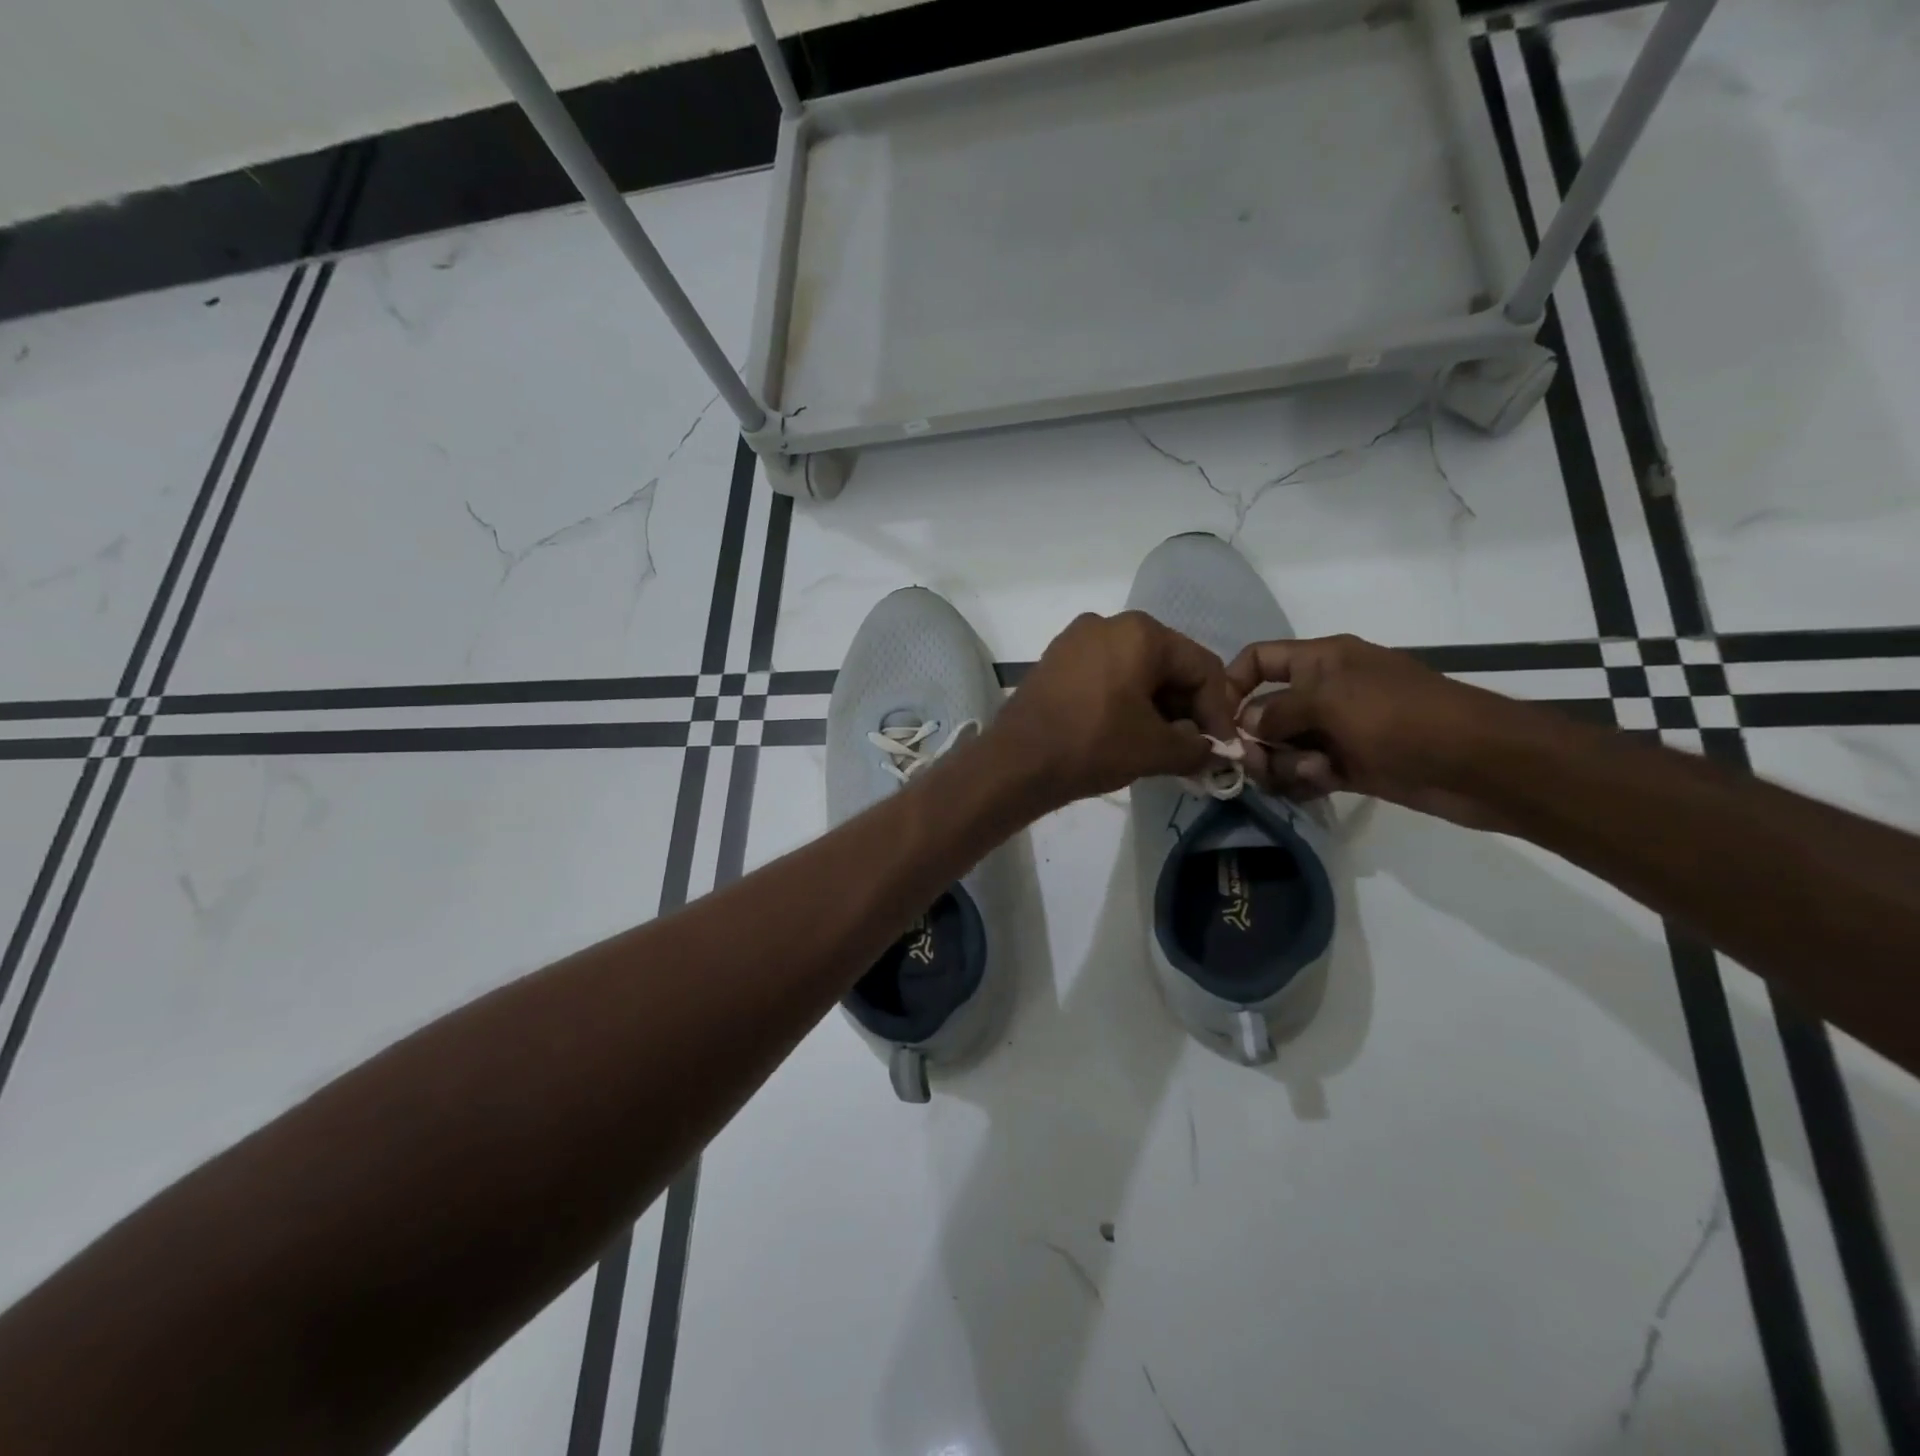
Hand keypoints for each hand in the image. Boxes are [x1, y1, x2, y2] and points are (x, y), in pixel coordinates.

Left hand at [989, 612, 1236, 810]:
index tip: (1221, 747)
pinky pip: (1104, 675)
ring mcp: (1075, 640)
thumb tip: (1210, 751)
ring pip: (1135, 670)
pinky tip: (1125, 733)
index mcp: (1141, 632)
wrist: (1016, 762)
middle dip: (1185, 707)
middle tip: (1190, 746)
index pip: (1201, 667)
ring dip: (1155, 706)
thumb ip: (1196, 747)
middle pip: (1167, 664)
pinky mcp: (1054, 661)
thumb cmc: (1093, 745)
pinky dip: (1123, 700)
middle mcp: (1108, 623)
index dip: (1218, 710)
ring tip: (1160, 745)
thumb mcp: (1156, 750)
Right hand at [1225, 634, 1528, 828]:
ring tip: (1308, 775)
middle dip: (1254, 737)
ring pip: (1283, 746)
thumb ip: (1278, 710)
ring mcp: (1337, 730)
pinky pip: (1306, 771)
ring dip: (1282, 763)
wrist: (1477, 764)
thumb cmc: (1400, 717)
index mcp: (1321, 660)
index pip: (1260, 659)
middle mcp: (1324, 692)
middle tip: (1256, 763)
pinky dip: (1302, 780)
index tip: (1216, 718)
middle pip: (1265, 709)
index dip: (1233, 683)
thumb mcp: (1330, 701)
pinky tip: (1317, 786)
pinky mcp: (1350, 765)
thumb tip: (1246, 726)